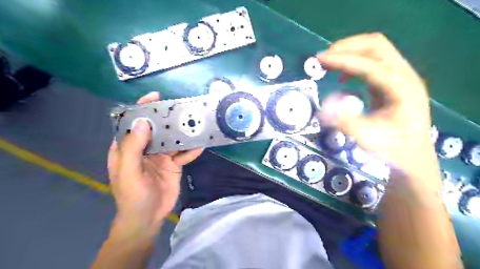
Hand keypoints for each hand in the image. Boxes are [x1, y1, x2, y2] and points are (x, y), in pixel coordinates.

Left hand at [106, 91, 201, 236]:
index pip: (133, 123)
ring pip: (173, 140)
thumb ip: (133, 147)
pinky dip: (191, 151)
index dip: (142, 108)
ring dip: (183, 134)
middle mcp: (145, 149)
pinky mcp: (174, 164)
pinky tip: (200, 146)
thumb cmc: (132, 196)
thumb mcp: (128, 172)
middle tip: (181, 109)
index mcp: (128, 148)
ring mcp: (161, 156)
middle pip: (157, 129)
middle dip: (168, 119)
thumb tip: (143, 122)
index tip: (155, 97)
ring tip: (195, 125)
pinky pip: (183, 154)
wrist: (148, 218)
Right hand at [318, 32, 439, 188]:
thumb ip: (346, 122)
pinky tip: (343, 77)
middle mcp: (405, 76)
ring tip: (329, 63)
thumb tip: (324, 107)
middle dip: (347, 47)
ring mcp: (399, 77)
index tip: (320, 60)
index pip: (371, 65)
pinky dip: (354, 63)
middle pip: (376, 46)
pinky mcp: (391, 82)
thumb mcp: (368, 139)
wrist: (412, 156)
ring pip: (375, 50)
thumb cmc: (393, 150)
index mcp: (402, 89)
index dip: (344, 61)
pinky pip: (372, 62)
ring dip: (350, 52)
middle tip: (323, 58)